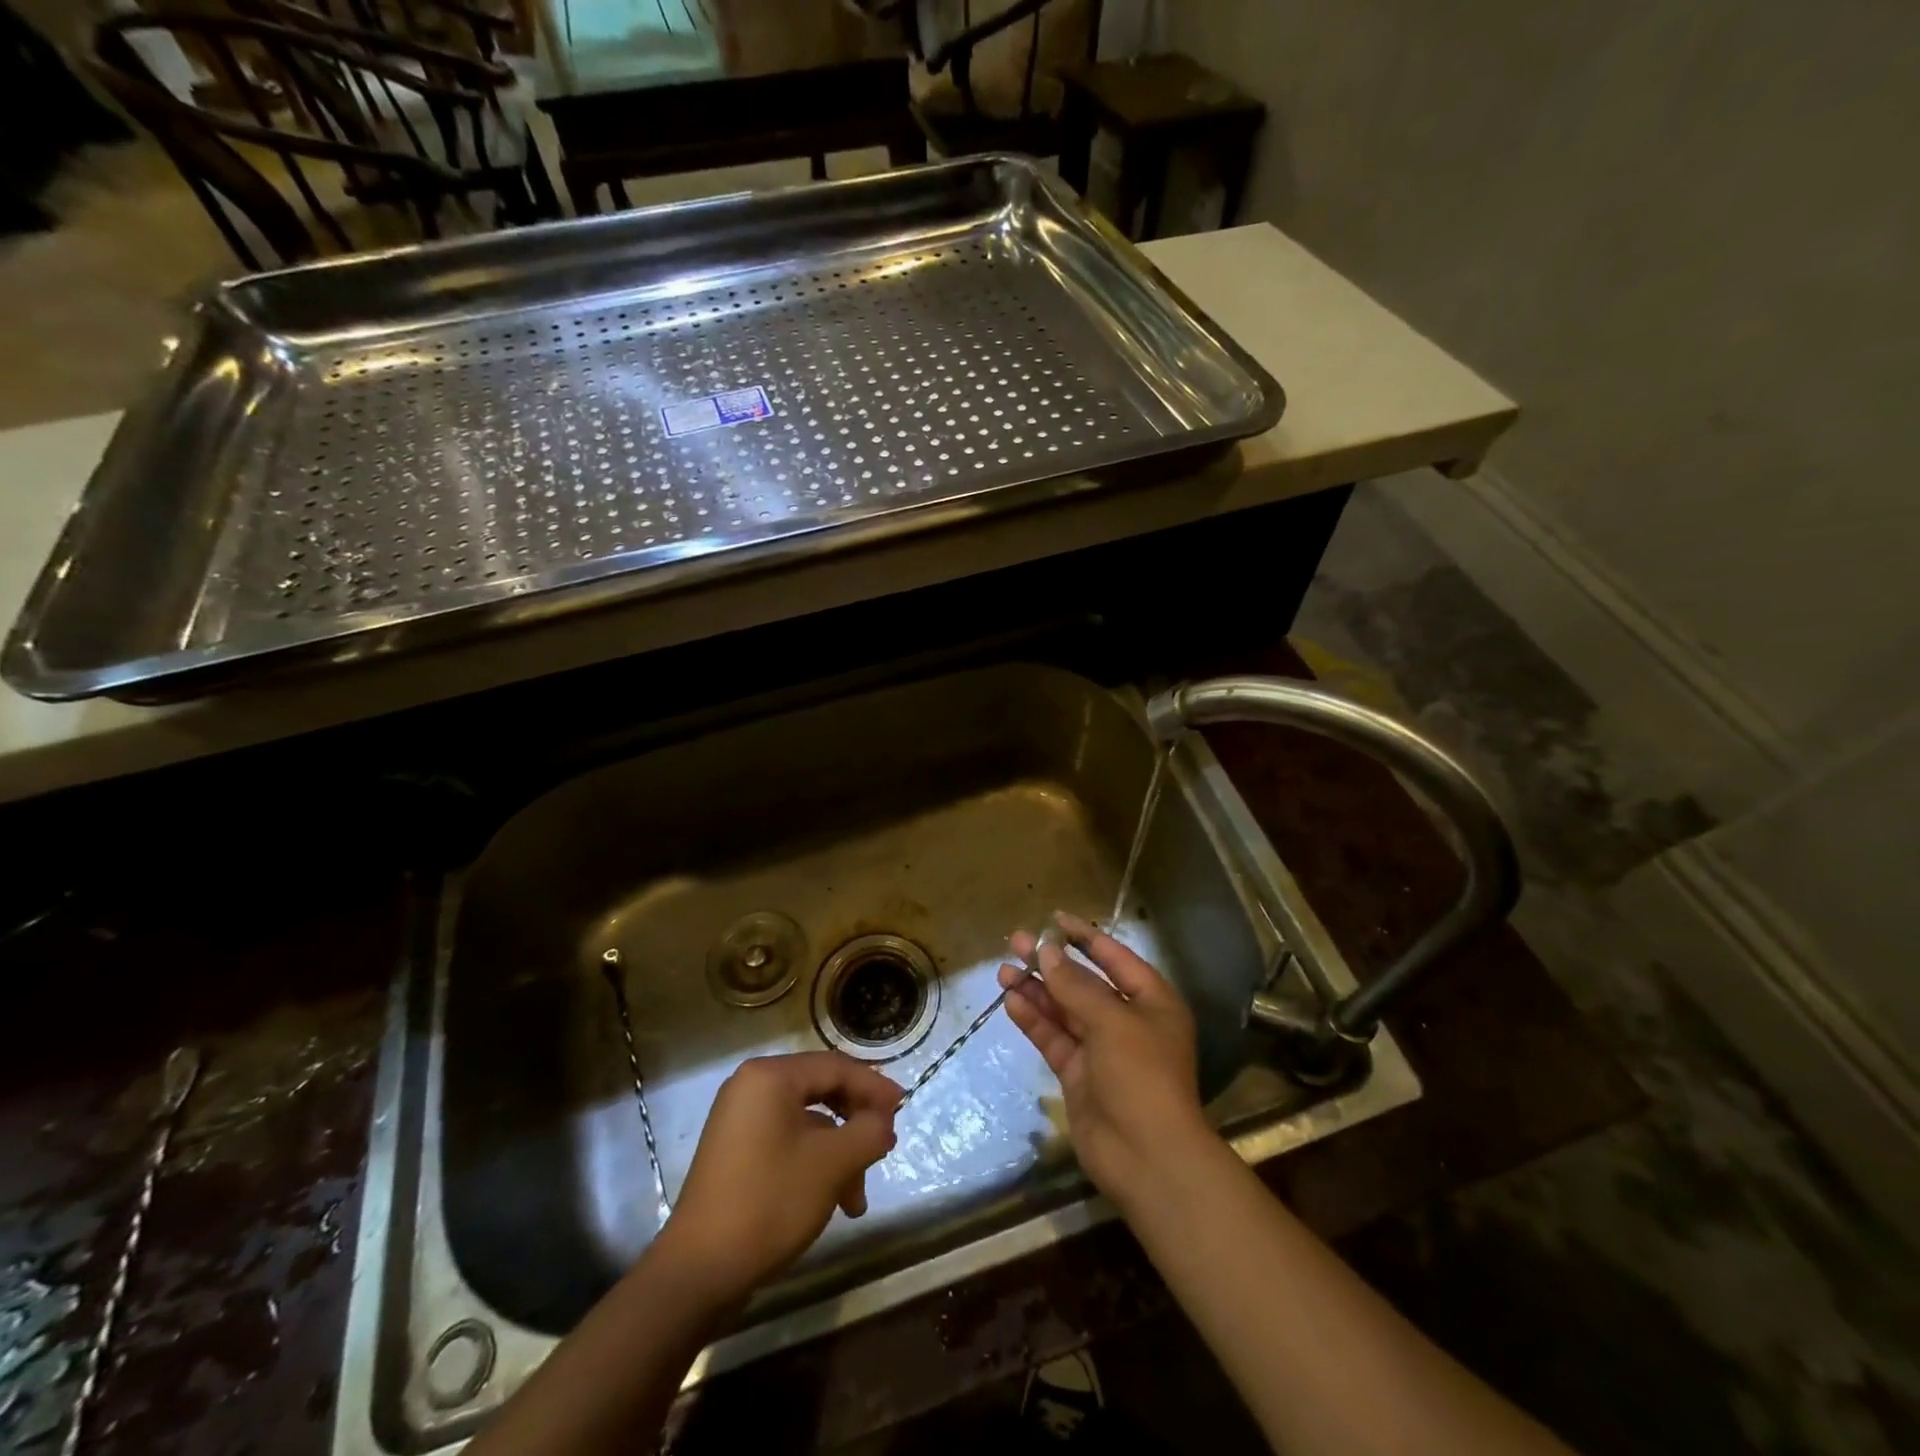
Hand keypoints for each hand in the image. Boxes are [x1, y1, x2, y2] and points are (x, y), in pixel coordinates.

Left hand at [655, 1052, 901, 1304]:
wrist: (697, 1272)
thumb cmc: (769, 1202)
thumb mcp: (832, 1164)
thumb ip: (868, 1132)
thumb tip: (884, 1123)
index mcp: (770, 1076)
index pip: (835, 1067)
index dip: (873, 1086)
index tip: (903, 1108)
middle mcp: (751, 1087)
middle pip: (821, 1091)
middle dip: (856, 1124)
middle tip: (883, 1147)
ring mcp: (739, 1120)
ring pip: (807, 1123)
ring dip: (838, 1153)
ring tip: (856, 1199)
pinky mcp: (735, 1151)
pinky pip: (786, 1141)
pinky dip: (813, 1163)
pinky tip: (831, 1200)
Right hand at [1000, 911, 1210, 1205]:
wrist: (1147, 1157)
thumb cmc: (1141, 1075)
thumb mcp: (1112, 1021)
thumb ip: (1076, 985)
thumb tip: (1047, 951)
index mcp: (1152, 1001)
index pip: (1114, 957)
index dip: (1084, 936)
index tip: (1053, 919)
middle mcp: (1127, 1020)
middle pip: (1084, 982)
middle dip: (1051, 962)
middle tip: (1016, 941)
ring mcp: (1101, 1049)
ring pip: (1064, 1009)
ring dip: (1036, 990)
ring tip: (1004, 969)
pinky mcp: (1078, 1074)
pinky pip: (1054, 1038)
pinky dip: (1034, 1020)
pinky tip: (1011, 1001)